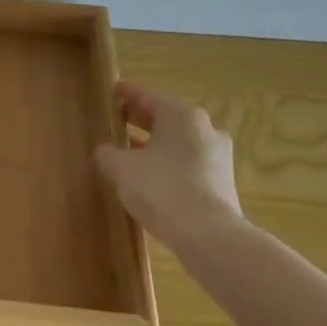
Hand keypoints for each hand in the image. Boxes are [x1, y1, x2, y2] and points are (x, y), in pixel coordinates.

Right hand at [94, 82, 241, 252]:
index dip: (126, 93)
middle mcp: (204, 129)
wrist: (208, 235)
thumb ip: (108, 154)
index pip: (147, 95)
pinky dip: (167, 162)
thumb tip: (105, 151)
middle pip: (165, 117)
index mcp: (181, 116)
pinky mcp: (221, 181)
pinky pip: (187, 162)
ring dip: (154, 142)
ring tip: (129, 149)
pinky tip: (149, 175)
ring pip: (178, 141)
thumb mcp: (121, 169)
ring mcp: (217, 156)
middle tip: (117, 118)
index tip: (112, 90)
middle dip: (140, 118)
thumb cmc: (161, 189)